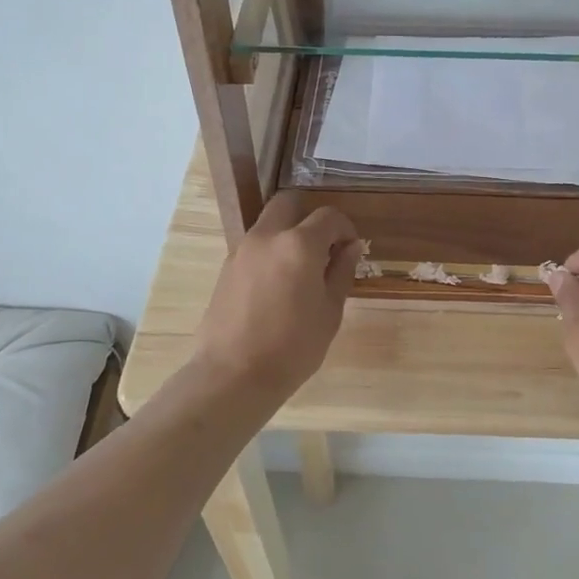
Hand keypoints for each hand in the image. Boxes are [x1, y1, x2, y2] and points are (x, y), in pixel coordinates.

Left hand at [191, 192, 363, 400]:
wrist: (233, 374)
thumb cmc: (293, 347)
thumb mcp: (329, 312)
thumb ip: (341, 272)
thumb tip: (351, 247)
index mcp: (299, 244)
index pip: (329, 216)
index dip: (345, 229)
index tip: (350, 249)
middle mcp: (268, 237)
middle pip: (289, 203)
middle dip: (310, 217)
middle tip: (323, 247)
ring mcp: (242, 250)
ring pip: (269, 223)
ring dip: (288, 233)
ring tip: (301, 270)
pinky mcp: (226, 267)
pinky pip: (255, 246)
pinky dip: (271, 251)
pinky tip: (278, 285)